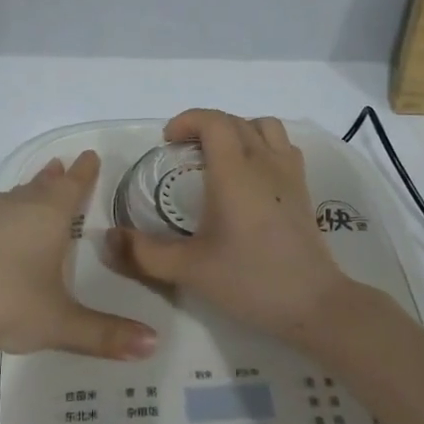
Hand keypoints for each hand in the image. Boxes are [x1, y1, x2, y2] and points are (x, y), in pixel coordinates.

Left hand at [0, 152, 158, 360]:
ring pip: (9, 197)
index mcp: (49, 217)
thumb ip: (107, 334)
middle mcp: (16, 204)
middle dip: (54, 177)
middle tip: (60, 166)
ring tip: (28, 198)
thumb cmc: (11, 307)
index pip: (73, 185)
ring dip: (23, 195)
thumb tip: (153, 344)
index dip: (84, 172)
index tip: (90, 155)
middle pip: (40, 184)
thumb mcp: (63, 324)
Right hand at [107, 110, 361, 347]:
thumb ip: (145, 253)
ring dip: (238, 130)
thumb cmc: (250, 280)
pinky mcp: (303, 189)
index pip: (213, 121)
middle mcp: (264, 161)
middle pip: (235, 121)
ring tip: (219, 157)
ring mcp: (289, 173)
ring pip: (264, 127)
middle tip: (183, 152)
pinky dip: (262, 145)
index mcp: (234, 171)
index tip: (167, 141)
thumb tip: (110, 238)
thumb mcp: (189, 269)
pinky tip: (251, 176)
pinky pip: (282, 147)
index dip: (187, 120)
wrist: (313, 303)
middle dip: (205, 126)